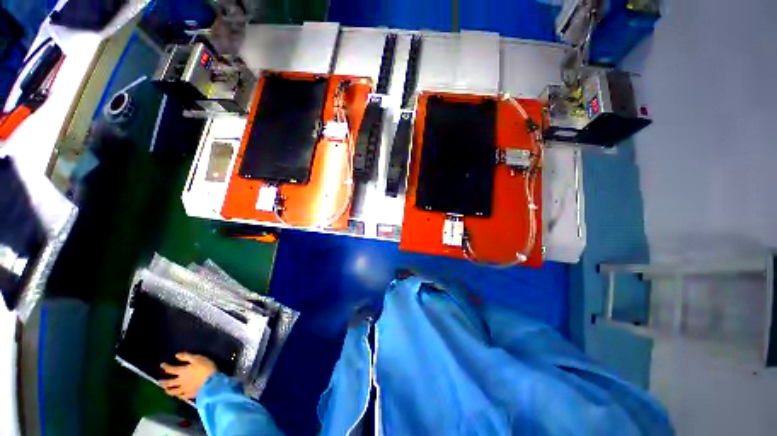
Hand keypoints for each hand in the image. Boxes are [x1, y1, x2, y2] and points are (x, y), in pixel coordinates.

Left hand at [159, 353, 216, 400]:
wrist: (212, 382)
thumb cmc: (206, 368)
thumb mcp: (198, 359)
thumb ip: (187, 357)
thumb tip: (176, 355)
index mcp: (182, 372)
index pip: (170, 369)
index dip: (165, 367)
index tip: (162, 365)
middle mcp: (180, 381)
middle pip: (169, 382)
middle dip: (163, 382)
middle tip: (159, 381)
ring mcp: (184, 389)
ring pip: (173, 391)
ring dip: (168, 390)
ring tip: (165, 389)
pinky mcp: (189, 395)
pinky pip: (181, 396)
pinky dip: (178, 396)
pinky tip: (178, 395)